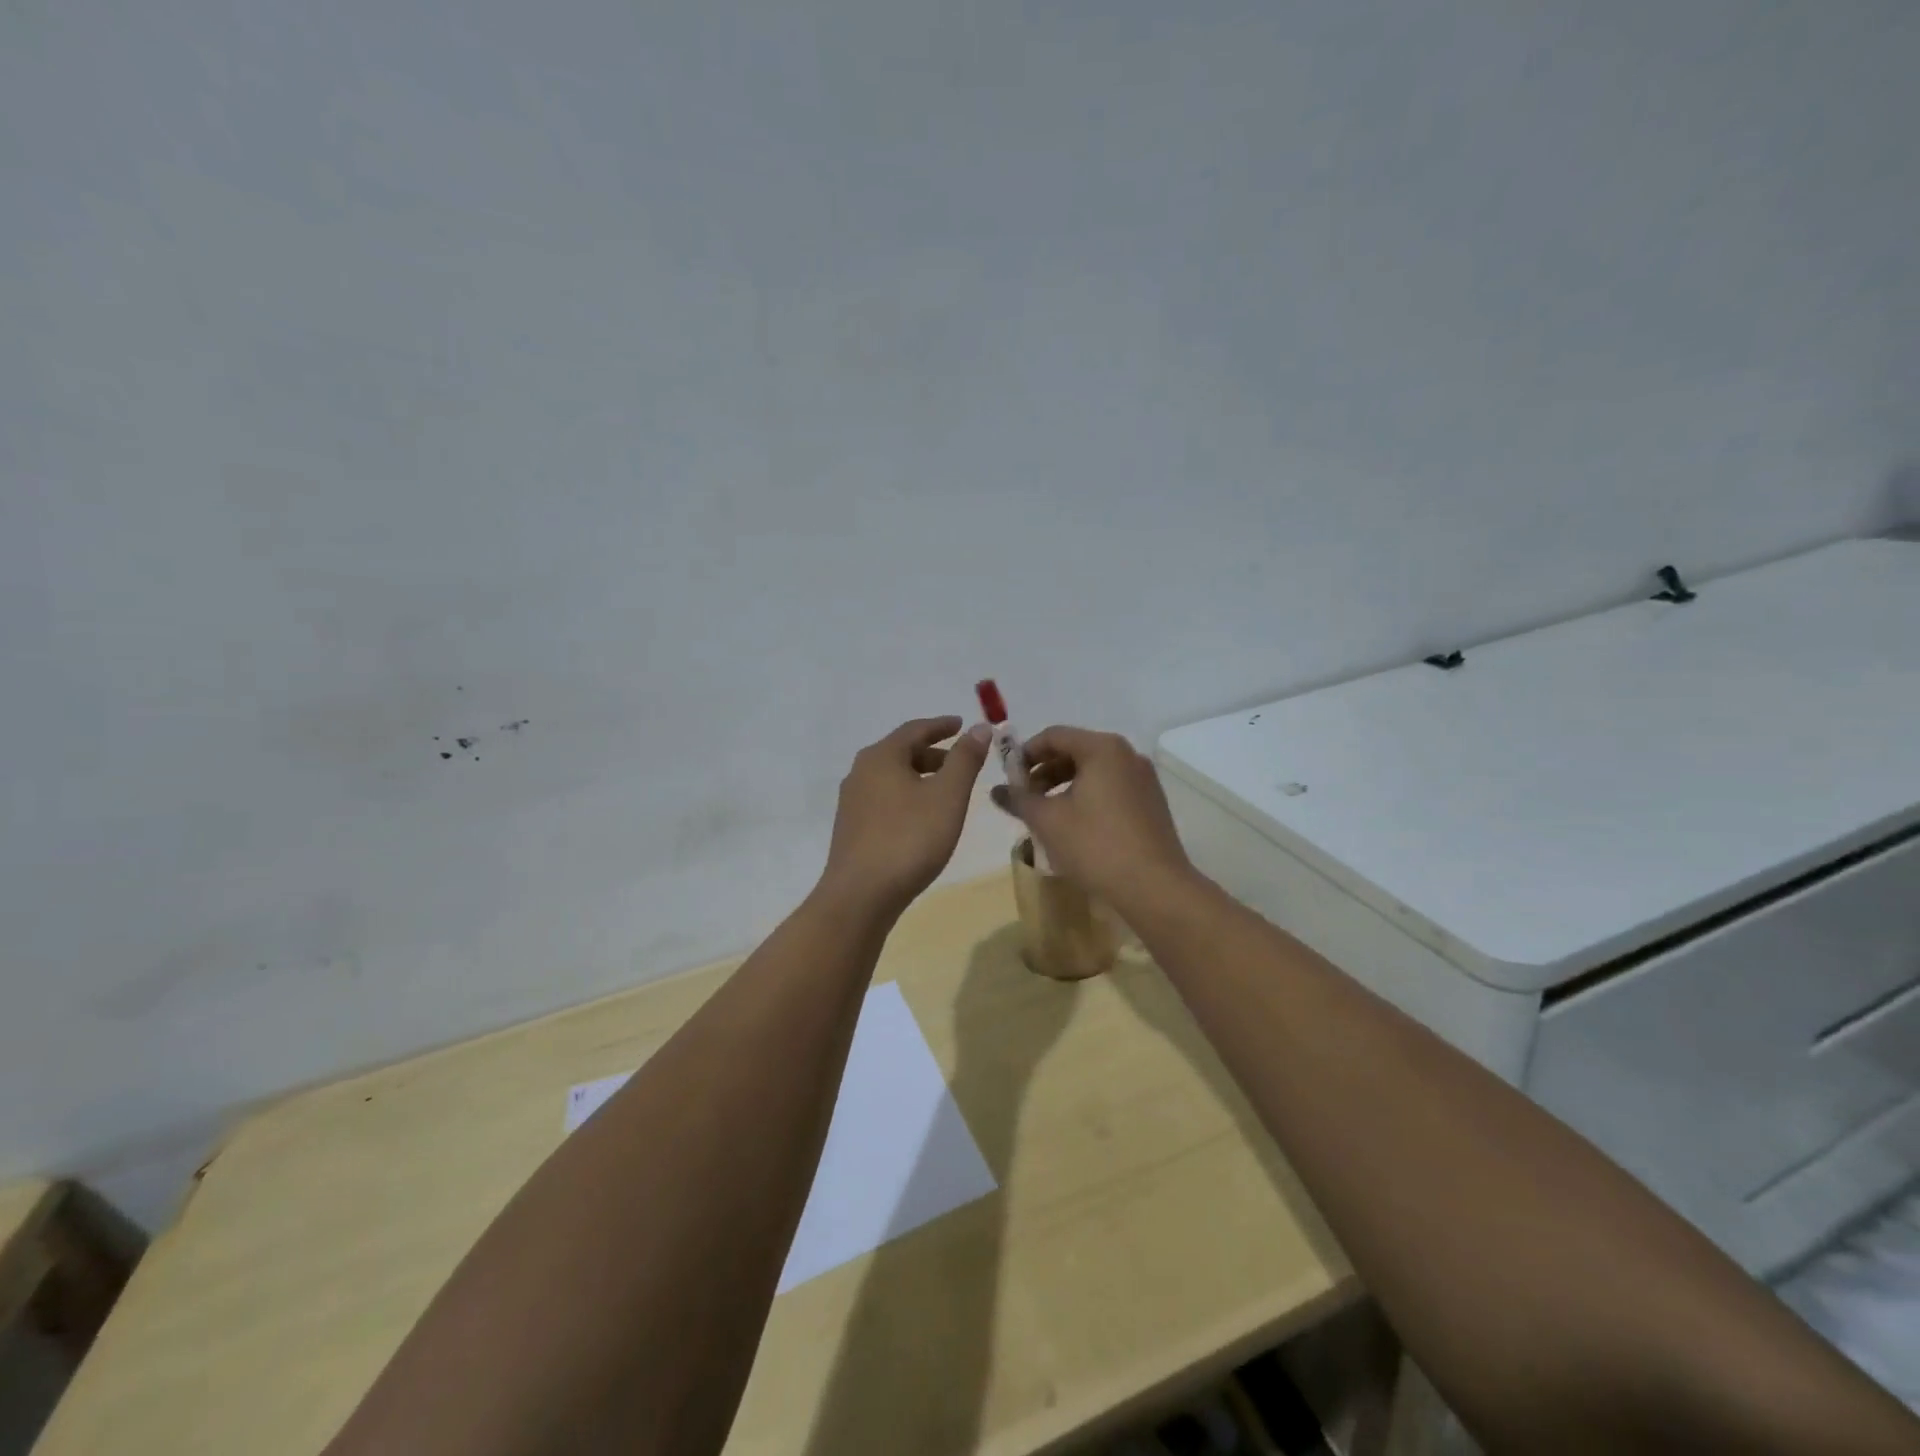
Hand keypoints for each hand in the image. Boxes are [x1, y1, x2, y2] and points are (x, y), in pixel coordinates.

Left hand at [818, 717, 991, 914]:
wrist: (860, 896)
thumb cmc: (909, 839)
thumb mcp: (948, 796)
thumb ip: (965, 759)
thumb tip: (979, 727)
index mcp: (881, 756)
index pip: (915, 729)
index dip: (942, 726)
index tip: (962, 725)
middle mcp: (861, 772)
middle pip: (901, 752)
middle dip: (933, 754)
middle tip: (961, 762)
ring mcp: (852, 801)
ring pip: (892, 777)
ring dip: (920, 776)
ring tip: (946, 792)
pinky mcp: (851, 828)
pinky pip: (884, 799)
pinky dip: (907, 796)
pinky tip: (922, 818)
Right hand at [990, 726, 1193, 908]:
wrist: (1154, 888)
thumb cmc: (1095, 845)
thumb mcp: (1047, 820)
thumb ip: (1018, 798)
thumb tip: (995, 790)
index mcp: (1103, 748)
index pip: (1054, 736)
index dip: (1025, 753)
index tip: (1008, 778)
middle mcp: (1127, 755)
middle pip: (1075, 751)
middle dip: (1044, 772)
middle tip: (1024, 798)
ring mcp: (1143, 779)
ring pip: (1093, 771)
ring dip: (1063, 786)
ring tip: (1045, 814)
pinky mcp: (1151, 803)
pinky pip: (1110, 788)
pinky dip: (1086, 797)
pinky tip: (1074, 826)